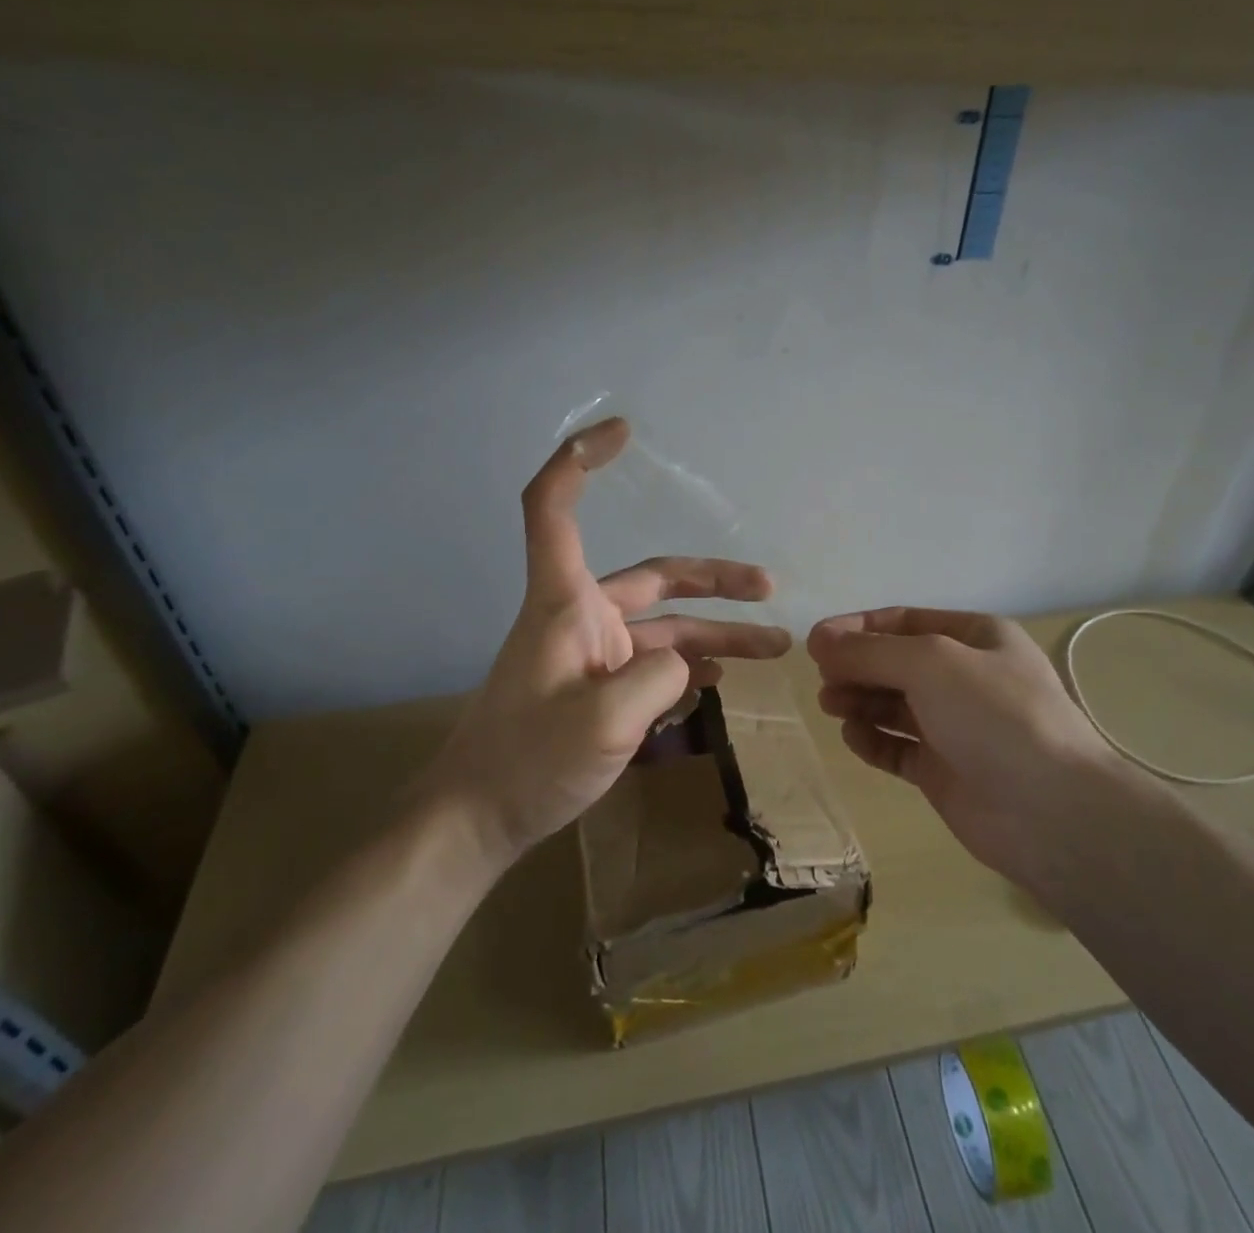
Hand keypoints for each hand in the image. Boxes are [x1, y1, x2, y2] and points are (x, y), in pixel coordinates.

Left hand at [423, 418, 790, 866]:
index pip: (555, 507)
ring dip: (717, 633)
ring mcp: (593, 654)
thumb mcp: (604, 720)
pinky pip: (654, 662)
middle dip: (715, 580)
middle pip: (654, 578)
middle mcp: (581, 616)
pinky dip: (689, 662)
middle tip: (769, 587)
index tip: (623, 432)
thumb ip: (660, 676)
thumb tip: (687, 661)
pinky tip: (722, 676)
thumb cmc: (527, 761)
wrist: (478, 821)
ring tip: (775, 647)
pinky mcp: (600, 688)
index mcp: (565, 602)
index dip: (581, 460)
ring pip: (666, 627)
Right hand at [808, 607, 1116, 894]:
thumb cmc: (994, 715)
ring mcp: (955, 726)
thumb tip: (818, 640)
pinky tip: (854, 737)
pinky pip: (897, 746)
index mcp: (975, 637)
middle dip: (856, 666)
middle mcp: (965, 677)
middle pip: (895, 662)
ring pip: (893, 704)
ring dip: (859, 699)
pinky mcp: (944, 770)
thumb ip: (870, 651)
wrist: (1051, 811)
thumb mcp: (931, 663)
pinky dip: (872, 739)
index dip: (858, 628)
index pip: (904, 621)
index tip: (815, 642)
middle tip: (822, 679)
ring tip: (830, 705)